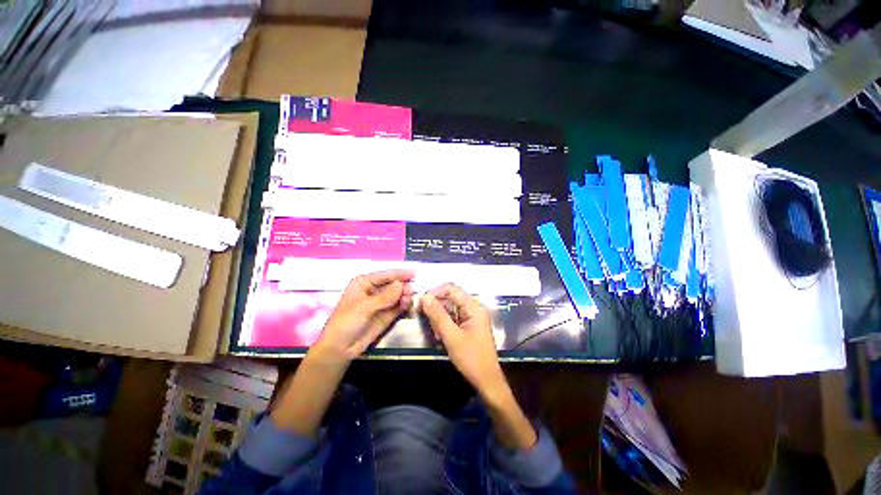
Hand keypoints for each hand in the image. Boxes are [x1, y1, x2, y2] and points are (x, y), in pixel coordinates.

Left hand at [314, 270, 414, 361]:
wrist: (340, 349)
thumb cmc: (345, 322)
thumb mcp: (363, 307)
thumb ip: (384, 296)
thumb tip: (401, 284)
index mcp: (364, 282)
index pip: (385, 275)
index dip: (399, 274)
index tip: (414, 273)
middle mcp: (373, 290)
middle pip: (393, 284)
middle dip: (403, 286)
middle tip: (412, 289)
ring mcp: (381, 303)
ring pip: (397, 295)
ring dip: (404, 295)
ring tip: (408, 299)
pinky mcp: (386, 315)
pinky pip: (398, 306)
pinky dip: (404, 304)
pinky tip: (406, 305)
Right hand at [420, 284, 505, 397]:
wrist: (486, 381)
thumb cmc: (471, 358)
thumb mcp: (451, 336)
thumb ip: (438, 315)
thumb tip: (425, 297)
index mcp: (473, 307)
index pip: (451, 289)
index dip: (435, 292)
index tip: (421, 303)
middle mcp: (473, 308)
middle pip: (450, 298)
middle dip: (437, 308)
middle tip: (427, 322)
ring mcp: (471, 317)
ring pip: (450, 309)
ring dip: (440, 318)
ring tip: (437, 334)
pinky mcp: (468, 326)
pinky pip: (453, 318)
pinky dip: (445, 325)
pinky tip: (441, 337)